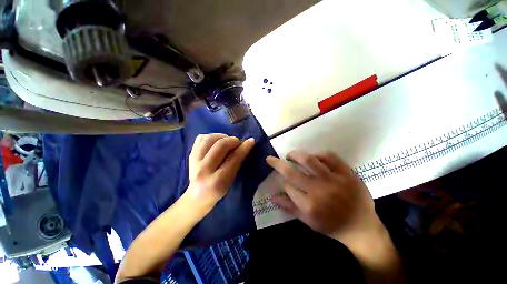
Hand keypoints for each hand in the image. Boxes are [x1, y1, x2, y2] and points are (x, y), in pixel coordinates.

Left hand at [186, 133, 254, 209]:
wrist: (197, 196)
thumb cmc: (218, 191)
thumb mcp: (231, 181)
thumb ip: (237, 163)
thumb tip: (246, 145)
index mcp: (217, 181)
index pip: (233, 159)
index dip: (244, 148)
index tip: (251, 141)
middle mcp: (203, 170)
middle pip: (221, 145)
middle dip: (233, 141)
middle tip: (238, 143)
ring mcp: (194, 161)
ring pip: (210, 138)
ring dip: (222, 136)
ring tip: (227, 141)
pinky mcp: (190, 155)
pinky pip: (201, 138)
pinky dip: (212, 136)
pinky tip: (217, 141)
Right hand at [266, 151, 382, 242]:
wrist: (362, 227)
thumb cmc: (331, 225)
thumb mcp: (308, 221)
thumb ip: (289, 207)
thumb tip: (272, 196)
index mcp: (308, 205)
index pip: (286, 185)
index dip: (281, 179)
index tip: (280, 177)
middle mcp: (318, 191)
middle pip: (291, 172)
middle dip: (277, 163)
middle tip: (272, 159)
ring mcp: (333, 180)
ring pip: (308, 160)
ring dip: (295, 155)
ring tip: (290, 155)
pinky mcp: (347, 173)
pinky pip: (329, 157)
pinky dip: (318, 154)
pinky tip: (314, 157)